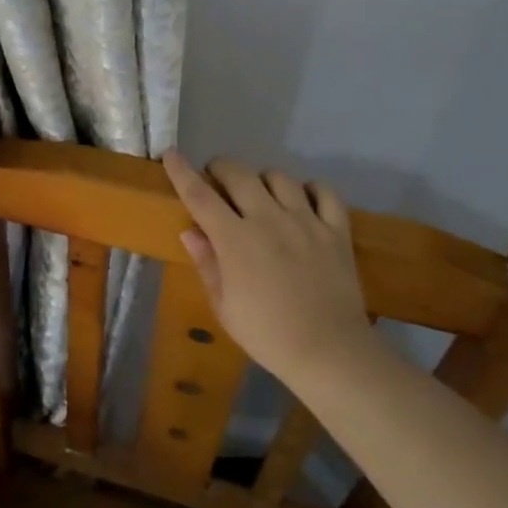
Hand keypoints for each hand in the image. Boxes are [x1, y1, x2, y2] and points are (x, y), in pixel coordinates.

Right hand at [163, 150, 372, 385]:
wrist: (329, 353)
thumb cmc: (267, 335)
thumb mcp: (224, 307)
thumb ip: (207, 264)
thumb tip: (190, 230)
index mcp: (235, 240)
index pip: (200, 195)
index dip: (182, 172)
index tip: (171, 154)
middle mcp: (268, 219)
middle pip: (239, 174)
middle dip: (221, 168)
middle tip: (216, 179)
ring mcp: (305, 221)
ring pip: (279, 178)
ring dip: (262, 180)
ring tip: (260, 195)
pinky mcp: (336, 230)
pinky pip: (324, 192)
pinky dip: (311, 189)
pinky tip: (303, 201)